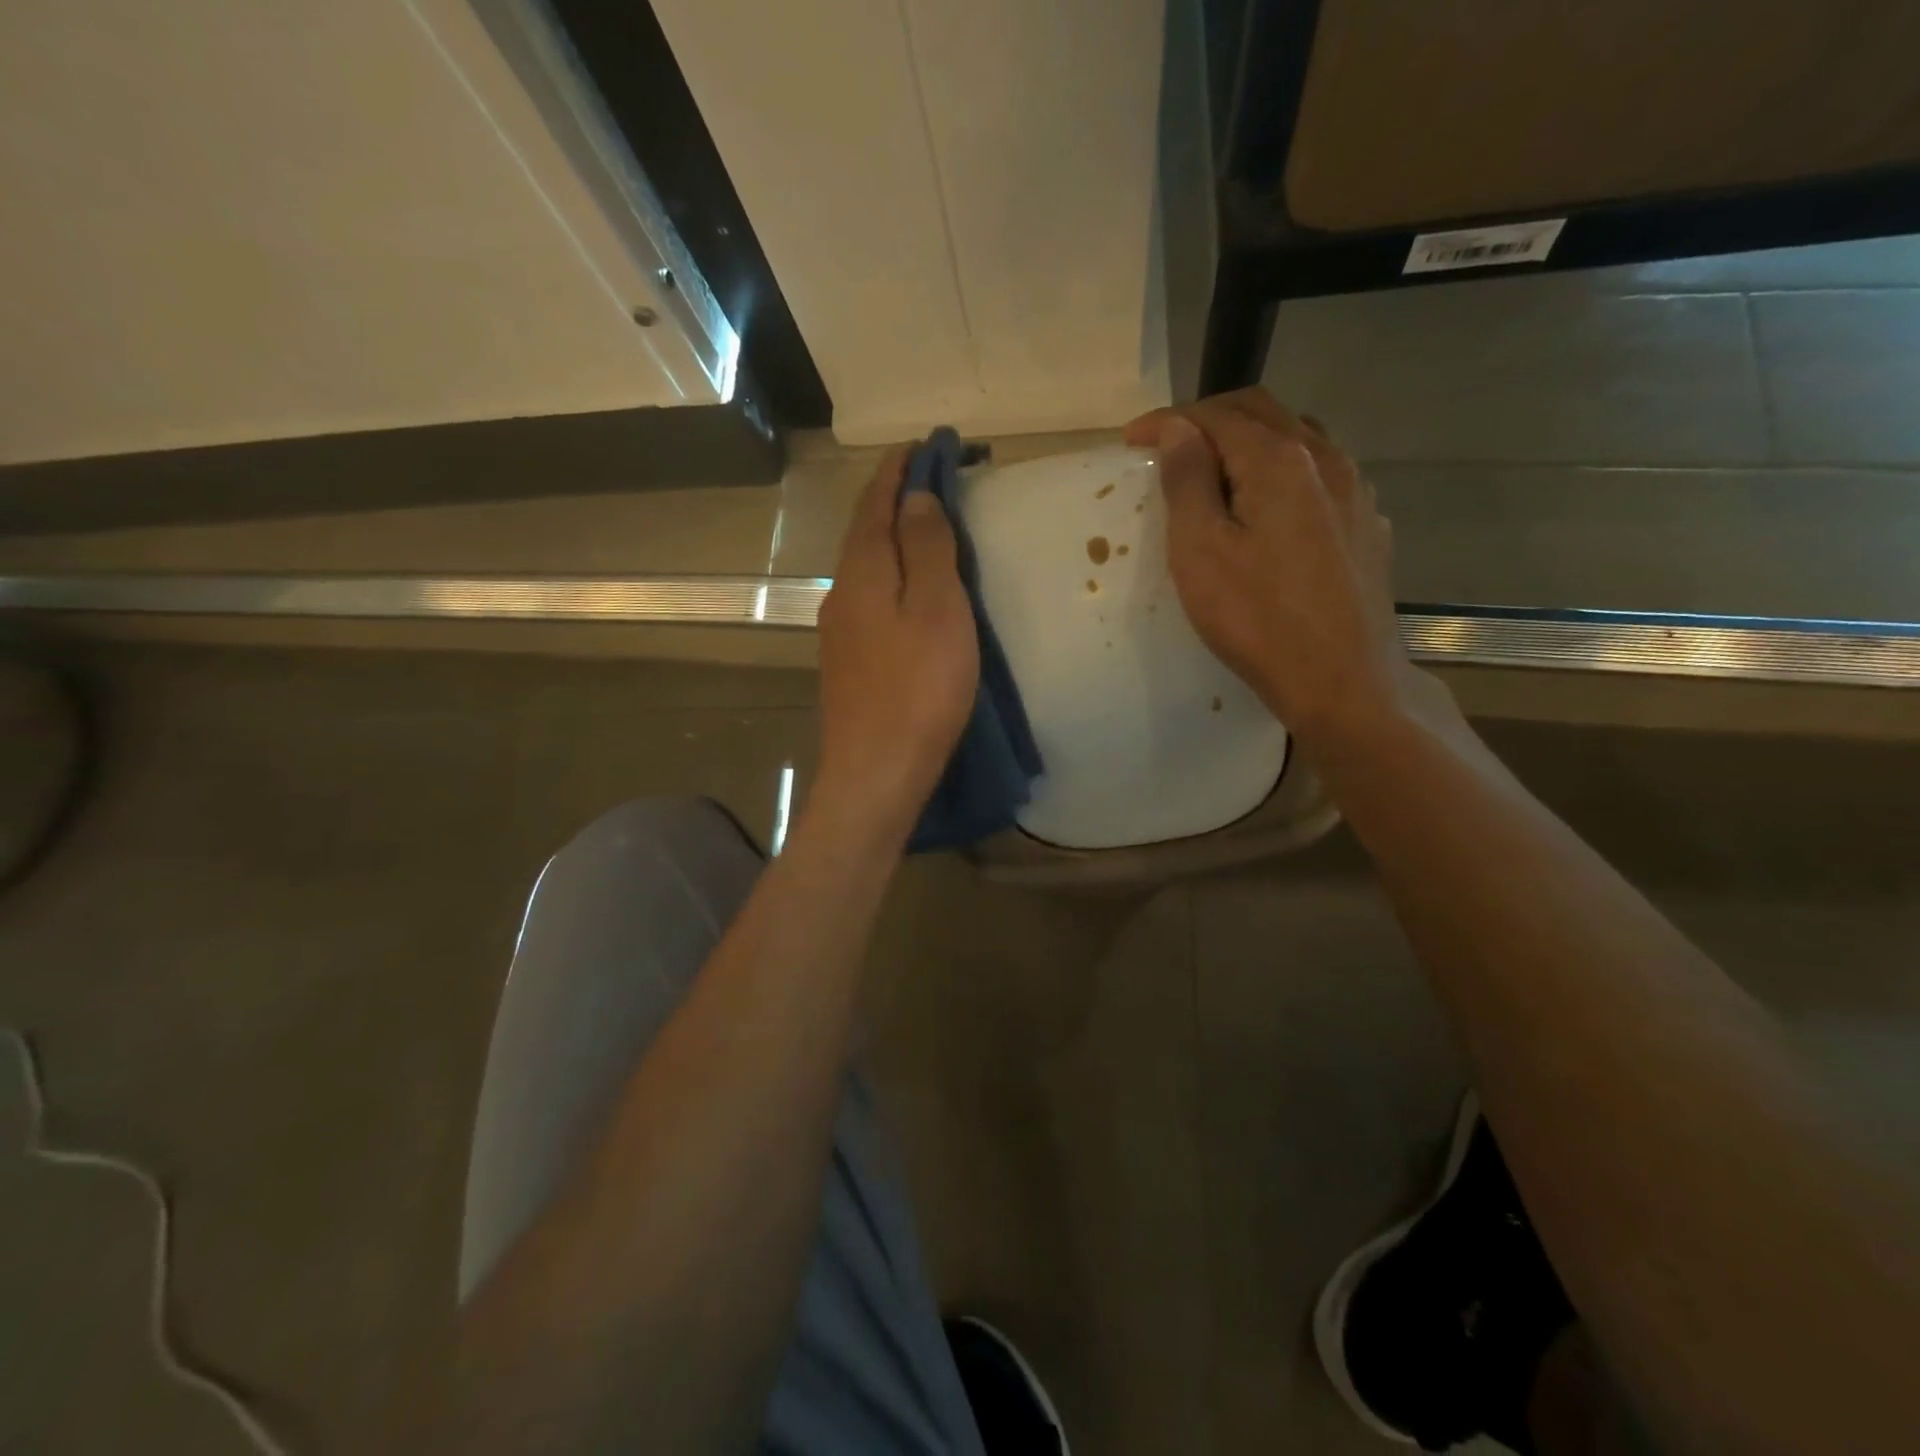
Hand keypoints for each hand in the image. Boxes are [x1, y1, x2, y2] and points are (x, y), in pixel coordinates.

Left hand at [812, 449, 979, 841]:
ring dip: (893, 537)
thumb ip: (927, 547)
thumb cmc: (918, 688)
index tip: (925, 443)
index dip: (899, 469)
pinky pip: (870, 598)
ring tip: (927, 525)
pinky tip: (908, 589)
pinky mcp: (848, 661)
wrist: (876, 772)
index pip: (876, 501)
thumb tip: (916, 496)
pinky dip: (892, 575)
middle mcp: (842, 593)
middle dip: (896, 498)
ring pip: (867, 566)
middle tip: (934, 479)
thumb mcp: (937, 609)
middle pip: (866, 530)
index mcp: (864, 571)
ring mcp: (840, 630)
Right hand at [1124, 389, 1419, 744]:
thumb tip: (1179, 428)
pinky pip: (1320, 478)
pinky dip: (1283, 475)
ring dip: (1250, 444)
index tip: (1131, 442)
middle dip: (1210, 421)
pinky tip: (1270, 510)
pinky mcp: (1366, 527)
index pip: (1216, 417)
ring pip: (1297, 441)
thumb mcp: (1201, 551)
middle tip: (1169, 447)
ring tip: (1216, 475)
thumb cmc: (1257, 620)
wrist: (1342, 681)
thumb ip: (1188, 481)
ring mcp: (1355, 493)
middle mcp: (1326, 460)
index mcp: (1280, 460)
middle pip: (1263, 414)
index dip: (1168, 421)